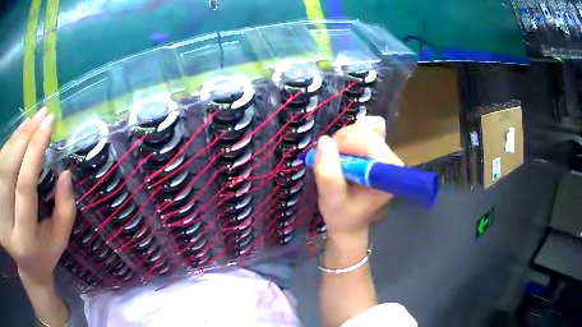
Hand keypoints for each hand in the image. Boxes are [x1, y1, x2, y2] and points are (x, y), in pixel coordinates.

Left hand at [0, 108, 75, 285]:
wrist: (25, 265)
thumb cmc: (43, 253)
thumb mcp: (59, 239)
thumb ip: (65, 210)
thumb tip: (65, 172)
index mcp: (23, 238)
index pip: (25, 187)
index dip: (34, 152)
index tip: (49, 124)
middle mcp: (7, 222)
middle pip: (10, 167)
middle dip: (26, 137)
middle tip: (43, 116)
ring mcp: (0, 207)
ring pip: (4, 158)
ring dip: (19, 136)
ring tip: (34, 122)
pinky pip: (1, 159)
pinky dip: (11, 142)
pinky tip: (21, 133)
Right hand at [313, 116, 402, 241]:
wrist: (350, 220)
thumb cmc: (342, 214)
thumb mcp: (331, 199)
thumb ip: (328, 173)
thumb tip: (324, 140)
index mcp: (386, 171)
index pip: (368, 140)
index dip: (345, 144)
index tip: (330, 160)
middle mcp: (391, 158)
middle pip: (366, 130)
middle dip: (342, 142)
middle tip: (332, 163)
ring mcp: (386, 151)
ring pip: (364, 126)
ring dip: (344, 139)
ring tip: (338, 160)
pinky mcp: (379, 147)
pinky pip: (365, 128)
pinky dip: (349, 137)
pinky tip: (345, 153)